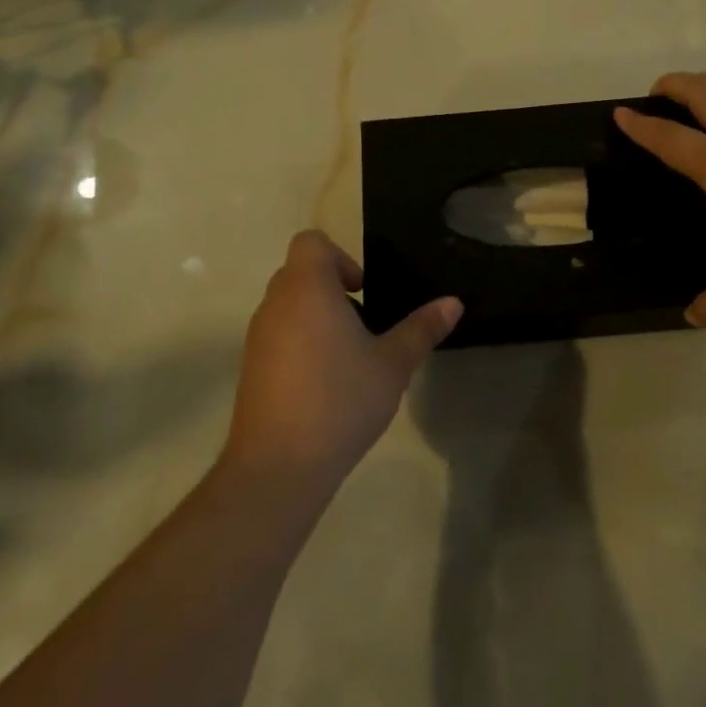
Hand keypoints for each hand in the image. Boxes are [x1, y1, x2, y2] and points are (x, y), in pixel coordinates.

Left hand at [226, 231, 461, 487]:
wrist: (279, 465)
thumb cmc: (341, 400)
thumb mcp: (393, 363)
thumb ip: (422, 328)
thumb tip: (454, 303)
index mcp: (308, 289)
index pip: (311, 242)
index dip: (341, 256)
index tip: (364, 291)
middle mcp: (275, 304)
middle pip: (300, 272)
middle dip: (334, 288)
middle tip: (366, 323)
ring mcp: (257, 336)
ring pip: (288, 305)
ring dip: (318, 316)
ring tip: (351, 356)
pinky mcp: (251, 367)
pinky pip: (278, 334)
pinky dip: (301, 342)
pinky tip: (327, 382)